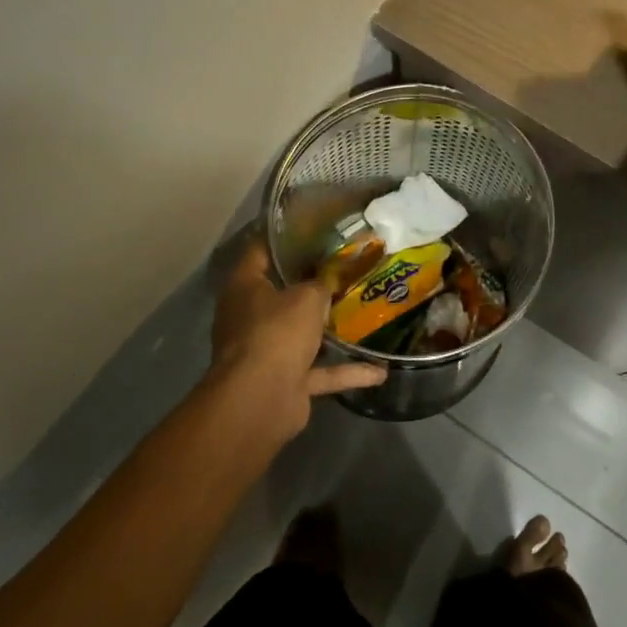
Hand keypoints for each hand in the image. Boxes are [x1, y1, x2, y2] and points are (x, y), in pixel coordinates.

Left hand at [204, 237, 387, 440]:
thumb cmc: (277, 332)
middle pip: (282, 292)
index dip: (284, 236)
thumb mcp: (307, 296)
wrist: (261, 400)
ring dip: (329, 329)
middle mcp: (250, 317)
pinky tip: (381, 371)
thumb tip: (331, 278)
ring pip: (302, 333)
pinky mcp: (286, 381)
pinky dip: (347, 370)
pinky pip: (321, 371)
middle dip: (313, 283)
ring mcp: (266, 352)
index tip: (316, 225)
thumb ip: (322, 283)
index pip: (260, 250)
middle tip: (347, 264)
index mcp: (245, 288)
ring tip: (363, 311)